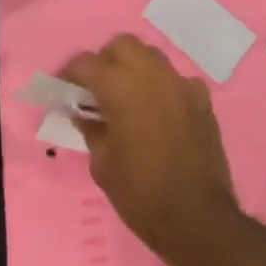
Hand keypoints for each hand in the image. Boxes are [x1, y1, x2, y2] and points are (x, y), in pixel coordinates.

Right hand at [60, 34, 254, 265]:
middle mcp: (154, 77)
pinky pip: (175, 81)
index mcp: (122, 89)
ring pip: (152, 58)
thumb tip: (84, 114)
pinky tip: (154, 114)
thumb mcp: (102, 163)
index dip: (69, 73)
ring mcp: (183, 87)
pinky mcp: (203, 103)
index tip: (62, 90)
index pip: (87, 63)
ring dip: (133, 70)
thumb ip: (91, 129)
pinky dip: (160, 88)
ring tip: (123, 100)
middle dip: (104, 61)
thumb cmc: (139, 193)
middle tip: (94, 90)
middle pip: (123, 46)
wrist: (196, 219)